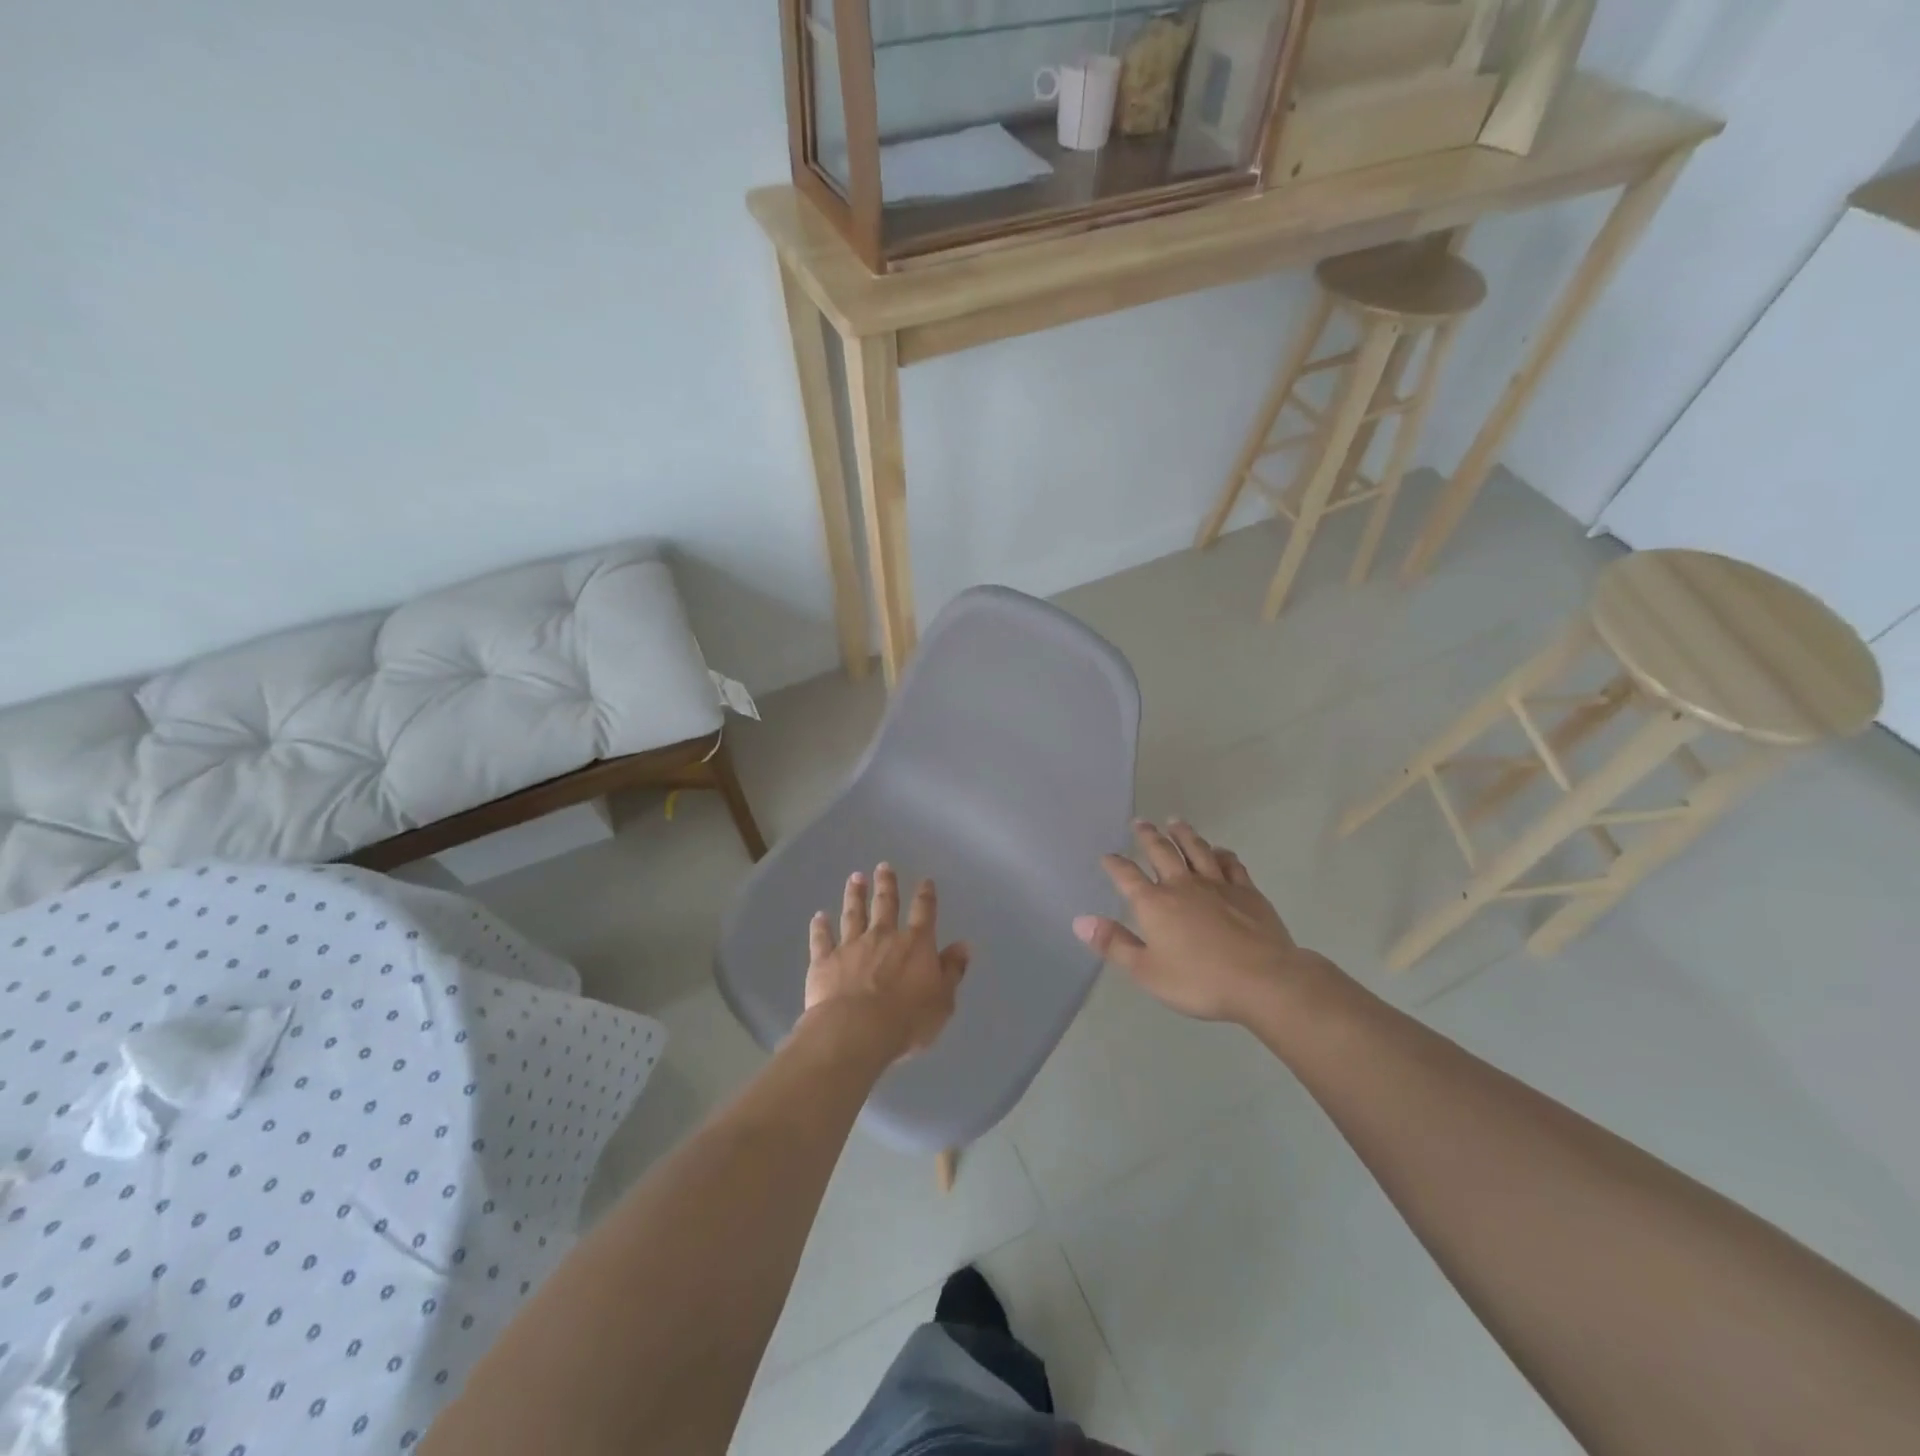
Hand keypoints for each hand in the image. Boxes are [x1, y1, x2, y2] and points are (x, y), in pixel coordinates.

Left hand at [801, 864, 970, 1060]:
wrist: (856, 1031)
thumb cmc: (907, 1020)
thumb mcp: (942, 1000)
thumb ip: (952, 971)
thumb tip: (963, 945)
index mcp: (915, 945)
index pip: (923, 913)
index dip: (925, 896)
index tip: (924, 881)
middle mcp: (883, 937)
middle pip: (886, 904)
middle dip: (886, 884)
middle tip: (883, 866)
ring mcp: (851, 946)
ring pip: (853, 914)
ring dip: (855, 895)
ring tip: (855, 878)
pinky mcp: (825, 961)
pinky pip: (822, 939)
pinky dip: (820, 927)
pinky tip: (819, 916)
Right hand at [1074, 819, 1327, 1023]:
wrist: (1263, 980)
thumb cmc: (1199, 981)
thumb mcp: (1147, 971)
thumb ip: (1114, 944)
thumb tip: (1081, 921)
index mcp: (1154, 904)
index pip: (1127, 876)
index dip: (1115, 864)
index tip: (1108, 856)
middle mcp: (1182, 885)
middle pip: (1161, 852)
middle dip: (1148, 836)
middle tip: (1141, 822)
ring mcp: (1217, 885)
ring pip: (1196, 850)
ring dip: (1183, 834)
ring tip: (1175, 822)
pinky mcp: (1247, 891)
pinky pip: (1231, 864)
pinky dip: (1221, 854)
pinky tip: (1219, 851)